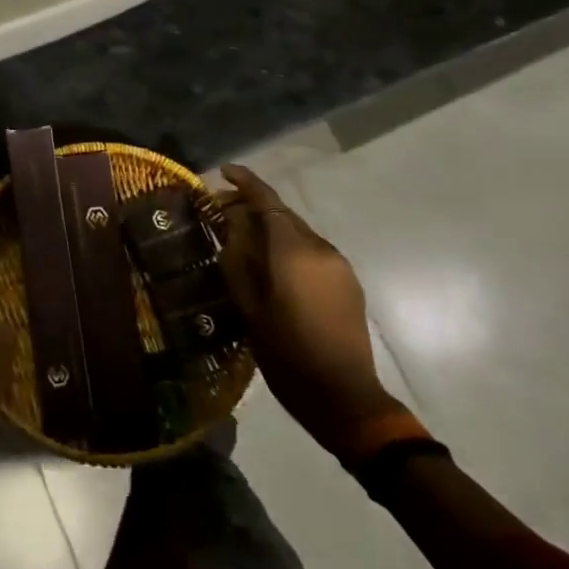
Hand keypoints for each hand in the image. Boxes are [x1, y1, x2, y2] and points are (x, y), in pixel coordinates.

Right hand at [219, 164, 402, 457]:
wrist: (344, 397)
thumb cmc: (287, 353)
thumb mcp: (249, 306)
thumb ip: (239, 258)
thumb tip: (231, 223)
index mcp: (294, 251)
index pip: (267, 201)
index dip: (245, 182)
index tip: (224, 171)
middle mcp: (320, 249)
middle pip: (283, 213)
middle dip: (252, 206)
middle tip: (221, 212)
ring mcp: (338, 265)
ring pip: (297, 232)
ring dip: (270, 227)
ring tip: (242, 240)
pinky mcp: (347, 282)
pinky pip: (311, 251)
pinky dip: (288, 246)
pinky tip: (271, 265)